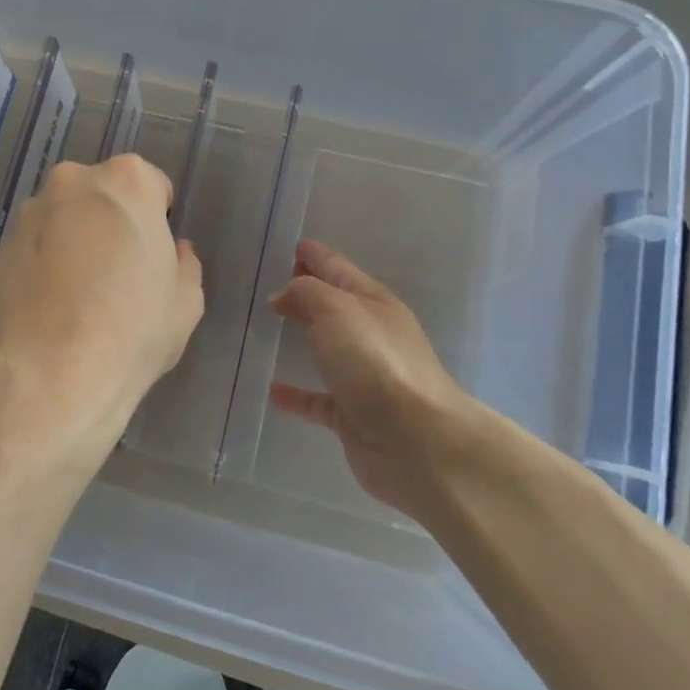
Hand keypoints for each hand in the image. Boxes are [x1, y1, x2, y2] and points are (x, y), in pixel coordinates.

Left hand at [0, 155, 204, 463]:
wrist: (53, 374)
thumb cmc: (133, 328)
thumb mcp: (186, 300)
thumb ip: (184, 263)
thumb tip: (174, 252)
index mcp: (127, 180)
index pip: (152, 186)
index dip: (158, 222)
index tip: (153, 257)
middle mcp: (74, 181)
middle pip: (103, 194)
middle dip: (112, 221)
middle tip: (119, 271)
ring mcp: (32, 212)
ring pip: (66, 217)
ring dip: (76, 238)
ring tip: (80, 293)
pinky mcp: (2, 246)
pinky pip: (37, 245)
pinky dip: (46, 262)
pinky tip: (53, 305)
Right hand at [268, 239, 475, 520]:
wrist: (417, 442)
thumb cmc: (375, 362)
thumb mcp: (336, 310)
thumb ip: (306, 293)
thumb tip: (284, 296)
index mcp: (374, 303)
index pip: (339, 270)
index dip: (317, 256)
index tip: (295, 246)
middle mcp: (373, 336)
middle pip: (335, 306)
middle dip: (309, 292)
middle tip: (278, 282)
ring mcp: (366, 378)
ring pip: (328, 350)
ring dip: (304, 338)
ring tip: (272, 328)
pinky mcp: (355, 417)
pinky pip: (318, 399)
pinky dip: (297, 393)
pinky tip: (273, 391)